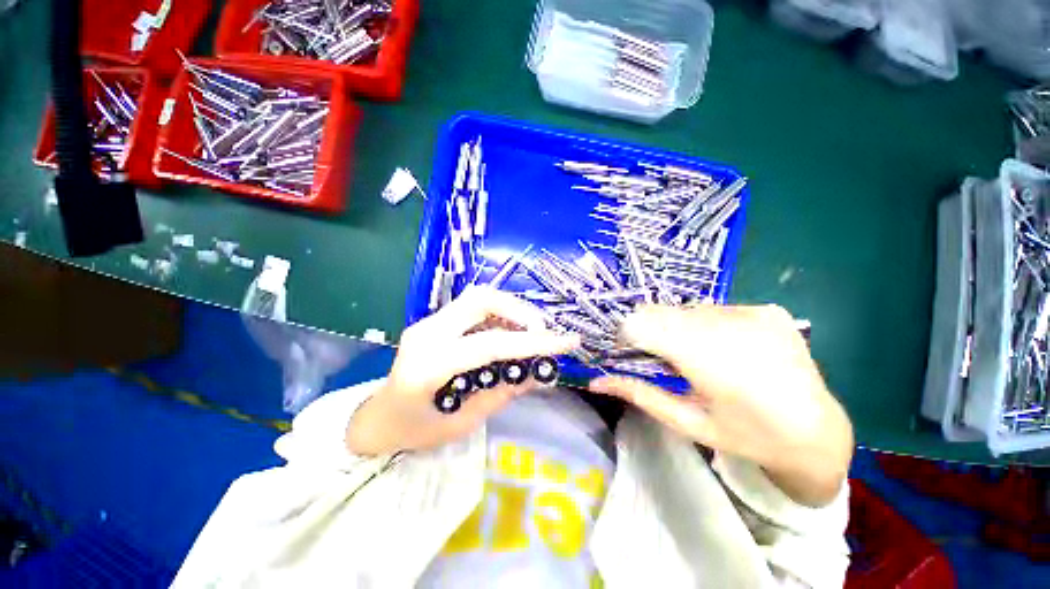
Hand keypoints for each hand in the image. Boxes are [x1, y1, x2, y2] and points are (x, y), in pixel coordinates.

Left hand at [346, 286, 580, 455]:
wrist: (378, 418)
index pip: (489, 344)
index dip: (532, 343)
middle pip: (481, 299)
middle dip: (520, 310)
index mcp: (429, 365)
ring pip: (478, 297)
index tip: (566, 342)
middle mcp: (426, 333)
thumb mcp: (464, 422)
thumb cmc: (416, 431)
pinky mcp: (434, 320)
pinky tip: (510, 331)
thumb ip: (503, 393)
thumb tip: (541, 372)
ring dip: (511, 309)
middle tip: (542, 332)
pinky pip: (473, 307)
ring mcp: (428, 321)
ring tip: (531, 331)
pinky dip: (499, 314)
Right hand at [588, 305, 852, 506]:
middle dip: (650, 331)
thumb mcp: (686, 421)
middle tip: (662, 358)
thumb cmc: (746, 436)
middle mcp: (728, 325)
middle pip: (659, 311)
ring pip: (684, 308)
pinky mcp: (767, 309)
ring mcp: (752, 312)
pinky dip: (705, 325)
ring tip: (697, 355)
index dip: (627, 335)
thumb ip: (638, 394)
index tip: (631, 352)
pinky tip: (725, 349)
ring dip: (677, 327)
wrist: (817, 433)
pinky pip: (714, 309)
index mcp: (707, 358)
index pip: (641, 323)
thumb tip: (594, 382)